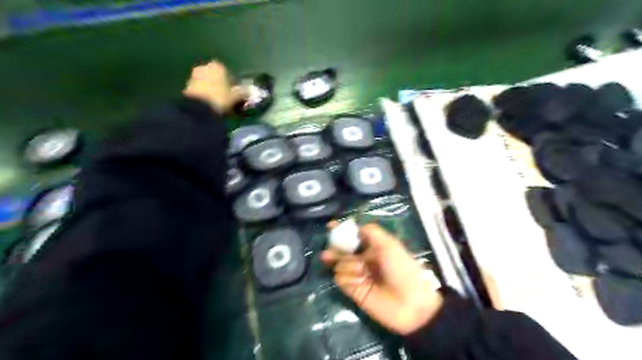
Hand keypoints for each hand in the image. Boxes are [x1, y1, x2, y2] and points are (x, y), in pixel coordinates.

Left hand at [186, 61, 247, 114]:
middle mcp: (205, 66)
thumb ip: (244, 92)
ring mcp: (195, 75)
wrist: (198, 108)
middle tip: (228, 98)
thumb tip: (252, 92)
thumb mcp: (236, 97)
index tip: (237, 94)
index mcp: (218, 66)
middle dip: (223, 85)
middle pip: (218, 76)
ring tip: (219, 102)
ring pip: (209, 82)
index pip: (230, 73)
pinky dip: (206, 93)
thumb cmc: (220, 98)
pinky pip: (201, 88)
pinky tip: (210, 103)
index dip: (235, 84)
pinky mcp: (187, 85)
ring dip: (214, 89)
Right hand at [319, 223, 441, 333]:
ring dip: (347, 265)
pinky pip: (340, 278)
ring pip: (339, 263)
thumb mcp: (390, 245)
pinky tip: (358, 282)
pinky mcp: (353, 290)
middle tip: (329, 252)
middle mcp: (364, 258)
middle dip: (335, 248)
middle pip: (342, 249)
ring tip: (361, 271)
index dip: (342, 230)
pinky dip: (346, 277)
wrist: (410, 303)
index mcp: (374, 246)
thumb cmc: (401, 268)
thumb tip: (355, 226)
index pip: (354, 235)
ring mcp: (357, 274)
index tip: (331, 226)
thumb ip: (371, 232)